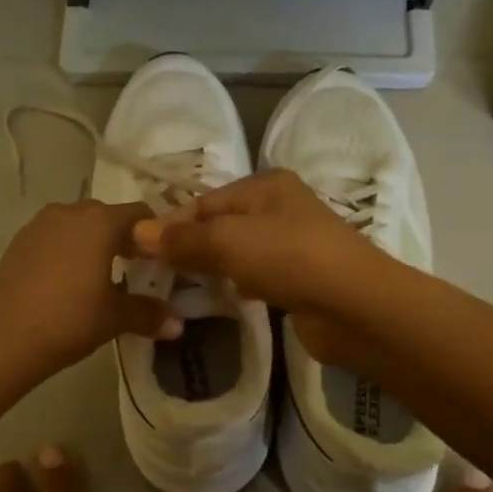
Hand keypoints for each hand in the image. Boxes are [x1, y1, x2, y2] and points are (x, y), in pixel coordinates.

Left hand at [0, 199, 180, 379]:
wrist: (1, 339)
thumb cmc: (69, 320)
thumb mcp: (114, 318)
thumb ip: (148, 314)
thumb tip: (178, 325)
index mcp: (100, 221)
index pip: (141, 215)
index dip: (156, 235)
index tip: (163, 260)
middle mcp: (70, 212)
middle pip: (108, 216)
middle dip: (125, 238)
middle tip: (136, 269)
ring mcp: (39, 224)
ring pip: (78, 226)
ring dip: (94, 243)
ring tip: (102, 277)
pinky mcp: (18, 242)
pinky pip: (54, 238)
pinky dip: (68, 251)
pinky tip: (69, 283)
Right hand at [131, 170, 397, 363]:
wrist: (355, 306)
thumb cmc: (289, 259)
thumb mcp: (228, 241)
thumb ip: (182, 239)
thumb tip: (137, 232)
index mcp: (266, 185)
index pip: (205, 201)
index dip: (172, 224)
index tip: (141, 252)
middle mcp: (280, 207)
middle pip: (221, 224)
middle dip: (191, 246)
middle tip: (159, 272)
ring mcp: (293, 243)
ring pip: (239, 251)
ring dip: (214, 266)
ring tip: (184, 286)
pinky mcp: (300, 276)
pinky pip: (258, 274)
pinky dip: (240, 283)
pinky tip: (229, 297)